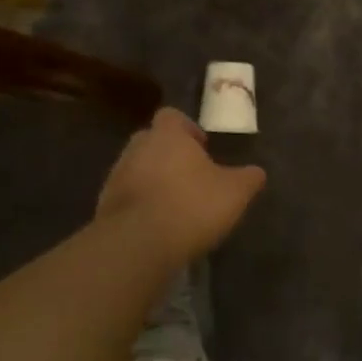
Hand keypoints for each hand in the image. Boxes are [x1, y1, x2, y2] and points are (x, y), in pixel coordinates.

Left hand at [96, 108, 265, 265]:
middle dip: (169, 154)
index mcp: (167, 135)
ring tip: (174, 204)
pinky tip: (157, 224)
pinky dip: (140, 204)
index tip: (202, 148)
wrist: (138, 244)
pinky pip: (126, 196)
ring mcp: (116, 175)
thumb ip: (248, 178)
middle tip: (190, 175)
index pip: (172, 116)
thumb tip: (257, 172)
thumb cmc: (191, 206)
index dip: (187, 129)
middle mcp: (137, 147)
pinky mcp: (104, 204)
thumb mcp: (235, 193)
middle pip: (152, 140)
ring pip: (137, 168)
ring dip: (153, 180)